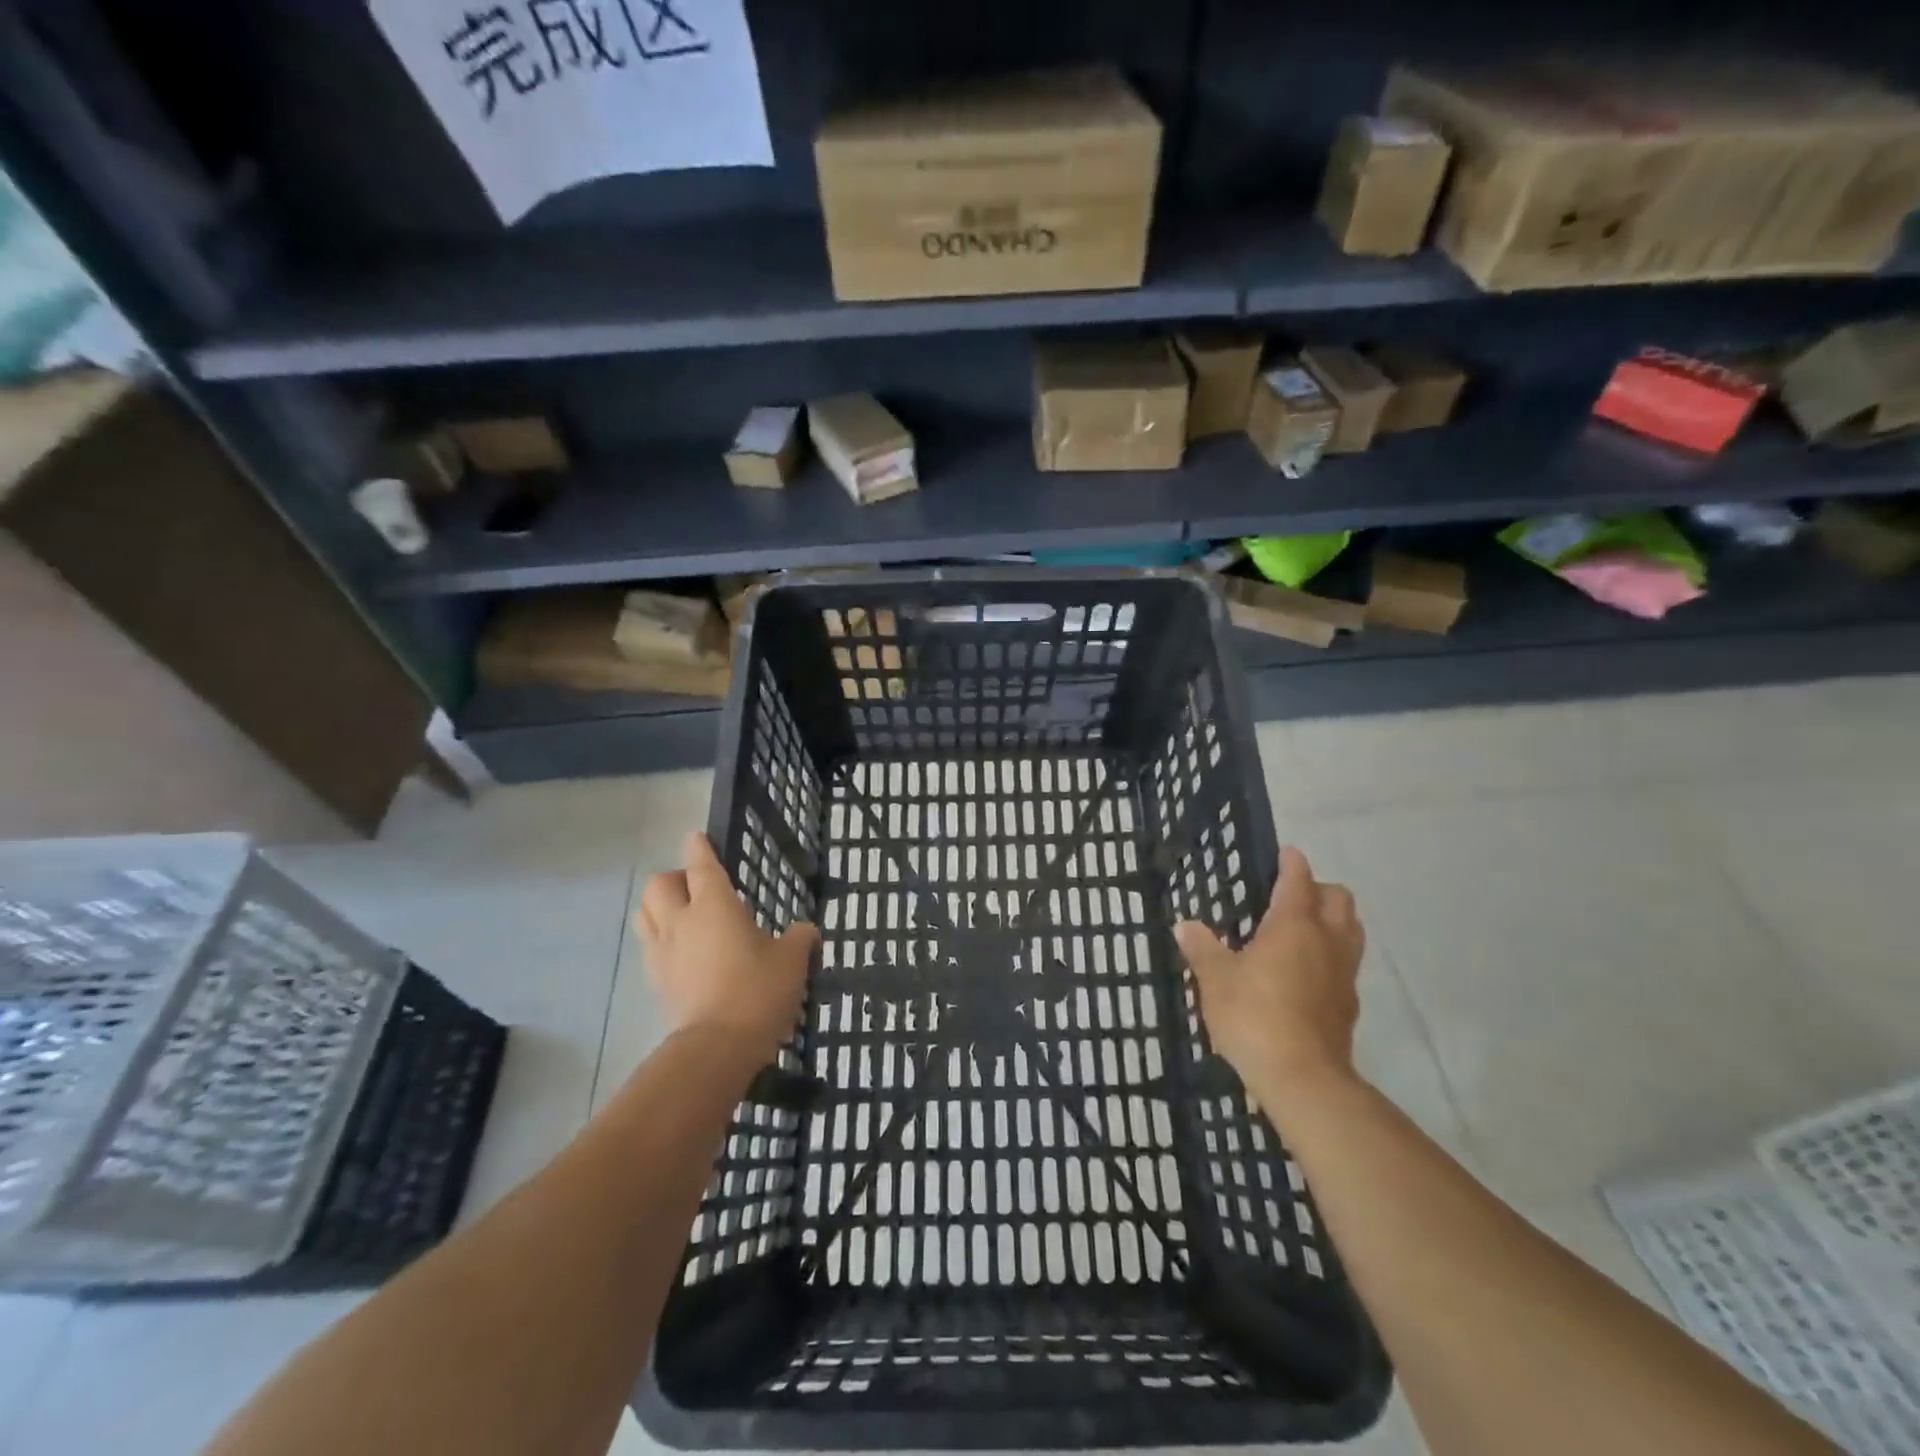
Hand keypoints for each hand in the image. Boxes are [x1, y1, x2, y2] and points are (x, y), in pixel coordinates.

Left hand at [637, 831, 817, 1061]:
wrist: (718, 1046)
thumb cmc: (758, 991)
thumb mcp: (793, 960)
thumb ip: (800, 938)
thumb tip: (807, 932)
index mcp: (715, 905)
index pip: (701, 864)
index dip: (699, 847)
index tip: (697, 837)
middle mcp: (682, 921)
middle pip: (659, 884)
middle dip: (675, 878)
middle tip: (697, 888)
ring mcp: (663, 952)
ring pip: (645, 913)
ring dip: (659, 906)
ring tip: (683, 916)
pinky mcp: (656, 981)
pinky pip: (650, 946)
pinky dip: (661, 939)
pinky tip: (683, 952)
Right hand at [1174, 846, 1364, 1100]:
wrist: (1303, 1077)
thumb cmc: (1254, 1015)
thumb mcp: (1215, 979)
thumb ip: (1202, 947)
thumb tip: (1186, 926)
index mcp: (1294, 924)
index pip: (1299, 879)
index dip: (1291, 862)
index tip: (1283, 853)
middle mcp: (1326, 940)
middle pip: (1338, 898)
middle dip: (1318, 889)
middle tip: (1289, 896)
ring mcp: (1344, 972)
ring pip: (1350, 929)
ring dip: (1332, 920)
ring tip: (1300, 930)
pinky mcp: (1349, 1002)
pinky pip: (1346, 962)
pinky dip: (1331, 954)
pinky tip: (1305, 971)